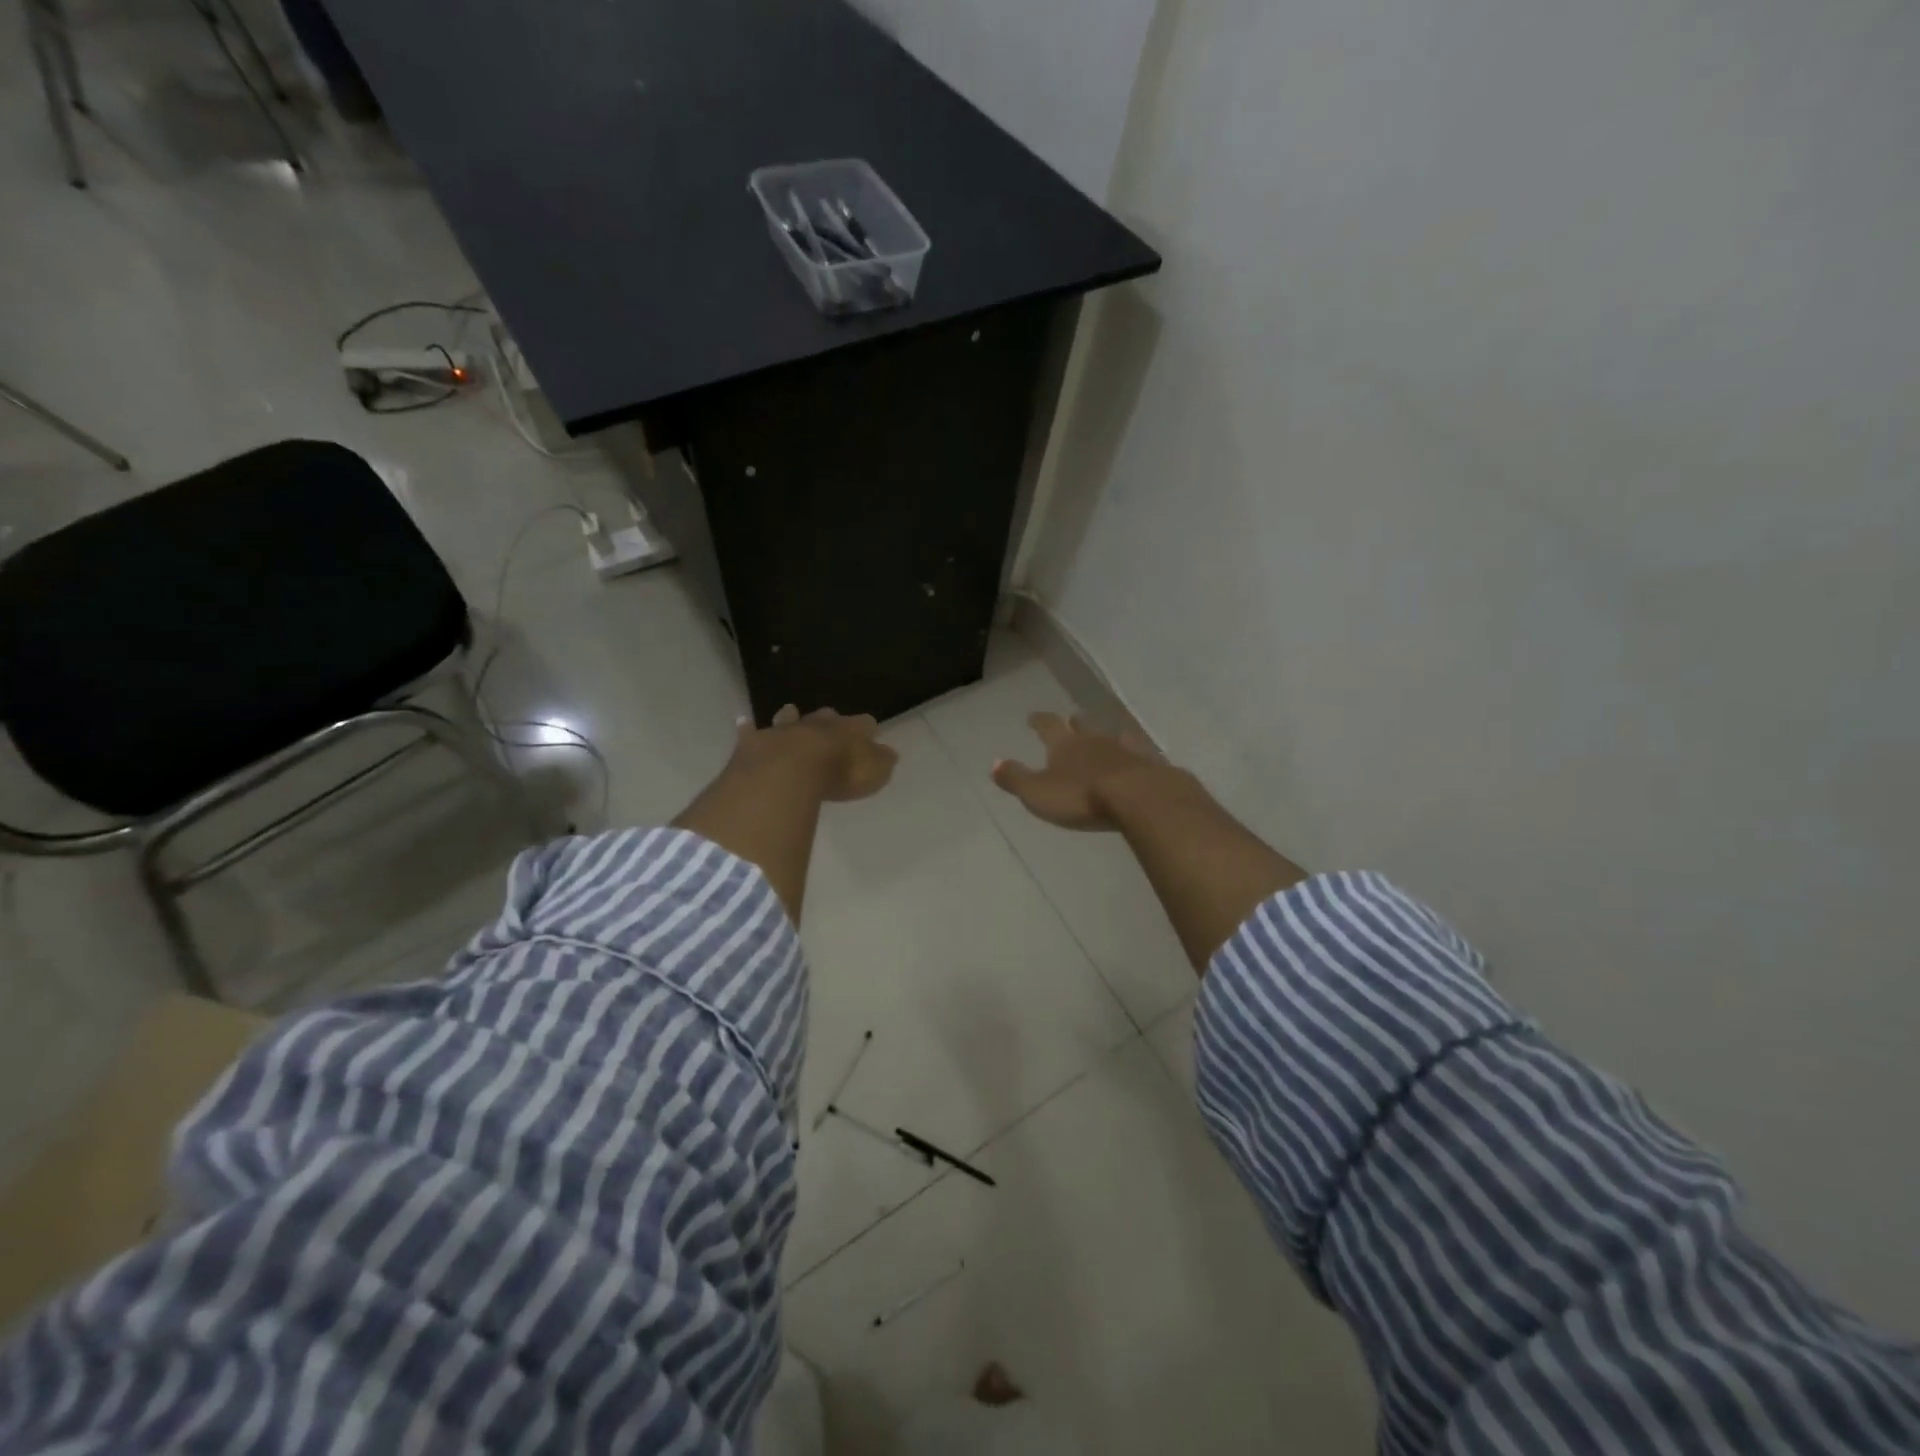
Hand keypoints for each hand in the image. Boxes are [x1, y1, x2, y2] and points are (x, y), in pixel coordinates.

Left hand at [743, 705, 898, 802]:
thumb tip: (890, 754)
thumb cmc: (836, 774)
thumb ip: (880, 763)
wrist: (787, 771)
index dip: (867, 728)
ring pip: (789, 718)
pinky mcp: (754, 743)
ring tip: (791, 711)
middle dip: (829, 719)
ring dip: (791, 717)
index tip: (871, 731)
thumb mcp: (871, 773)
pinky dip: (748, 728)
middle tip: (831, 719)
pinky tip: (744, 722)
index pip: (863, 724)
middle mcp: (815, 725)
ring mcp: (783, 731)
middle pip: (825, 717)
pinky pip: (750, 732)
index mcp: (846, 730)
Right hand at [990, 712, 1176, 830]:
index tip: (1033, 716)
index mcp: (1065, 745)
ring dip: (1105, 736)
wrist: (1139, 797)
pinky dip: (1133, 754)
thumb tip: (994, 763)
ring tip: (1105, 737)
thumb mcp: (1038, 793)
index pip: (1048, 725)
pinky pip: (1138, 753)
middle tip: (1071, 719)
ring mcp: (1125, 749)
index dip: (1039, 720)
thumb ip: (1016, 778)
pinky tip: (1137, 758)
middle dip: (1074, 723)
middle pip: (1083, 725)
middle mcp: (1094, 740)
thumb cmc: (1082, 797)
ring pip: (1112, 736)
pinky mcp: (1149, 764)